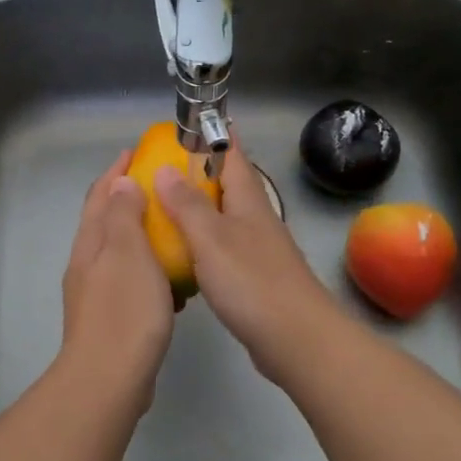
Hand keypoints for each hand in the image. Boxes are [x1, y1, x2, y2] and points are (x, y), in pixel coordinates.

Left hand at [58, 151, 174, 406]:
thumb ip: (124, 216)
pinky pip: (132, 282)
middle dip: (129, 199)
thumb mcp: (128, 253)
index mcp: (91, 243)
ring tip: (174, 230)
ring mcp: (96, 293)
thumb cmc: (124, 310)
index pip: (100, 195)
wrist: (108, 379)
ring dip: (143, 236)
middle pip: (106, 221)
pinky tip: (173, 282)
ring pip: (121, 253)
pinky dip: (151, 272)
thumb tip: (121, 183)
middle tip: (161, 187)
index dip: (116, 171)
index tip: (136, 152)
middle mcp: (88, 264)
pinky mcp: (110, 318)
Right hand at [154, 140, 343, 383]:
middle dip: (200, 172)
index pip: (232, 154)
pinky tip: (182, 255)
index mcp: (248, 200)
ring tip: (165, 206)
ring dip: (199, 208)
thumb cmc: (252, 282)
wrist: (297, 340)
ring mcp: (257, 250)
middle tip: (162, 166)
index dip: (215, 135)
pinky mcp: (254, 279)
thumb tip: (165, 168)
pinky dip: (202, 243)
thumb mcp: (211, 238)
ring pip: (224, 218)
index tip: (194, 120)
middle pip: (227, 185)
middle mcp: (255, 219)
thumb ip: (187, 204)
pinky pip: (222, 249)